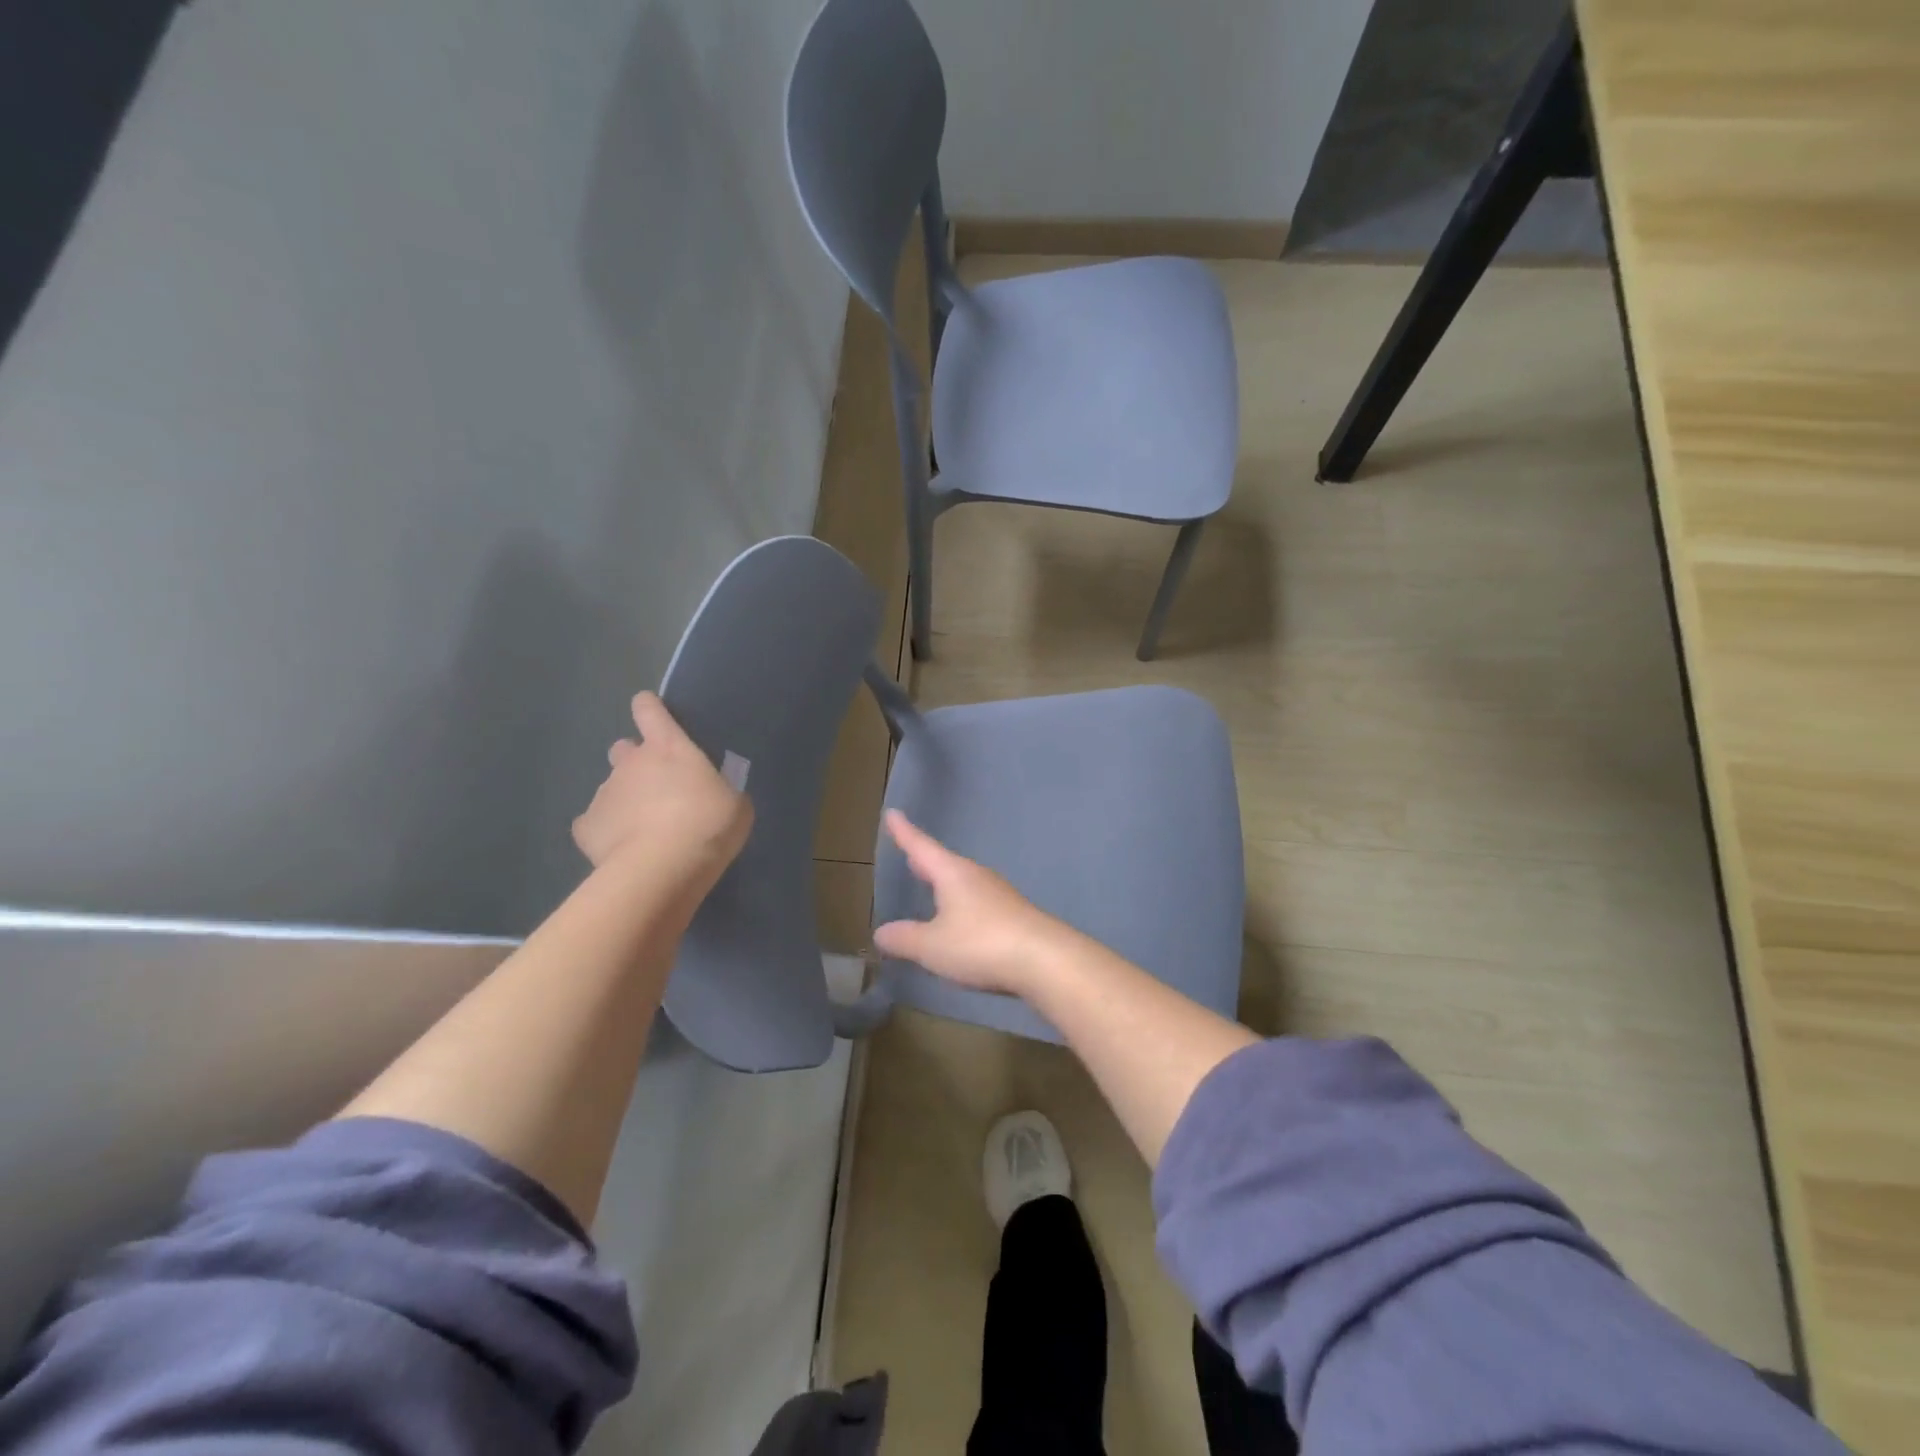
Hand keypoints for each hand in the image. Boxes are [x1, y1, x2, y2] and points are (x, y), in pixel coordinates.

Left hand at [572, 693, 751, 894]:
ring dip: (625, 801)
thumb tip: (710, 795)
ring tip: (644, 830)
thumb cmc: (709, 824)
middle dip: (635, 763)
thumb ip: (718, 790)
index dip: (650, 710)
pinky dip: (604, 832)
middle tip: (657, 788)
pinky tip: (621, 849)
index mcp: (669, 747)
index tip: (654, 715)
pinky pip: (592, 824)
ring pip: (610, 788)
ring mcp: (604, 793)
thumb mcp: (734, 803)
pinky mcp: (586, 827)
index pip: (649, 710)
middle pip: (623, 749)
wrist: (664, 867)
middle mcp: (631, 763)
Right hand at [873, 810, 1078, 998]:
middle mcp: (976, 877)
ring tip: (932, 887)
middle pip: (944, 863)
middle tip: (910, 853)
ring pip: (964, 883)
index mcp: (953, 873)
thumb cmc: (980, 943)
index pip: (921, 847)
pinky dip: (962, 905)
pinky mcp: (1014, 917)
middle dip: (925, 861)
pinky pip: (978, 903)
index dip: (904, 832)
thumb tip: (882, 932)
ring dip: (946, 884)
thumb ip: (905, 938)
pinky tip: (961, 921)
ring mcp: (999, 895)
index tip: (893, 813)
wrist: (1045, 960)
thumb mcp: (932, 945)